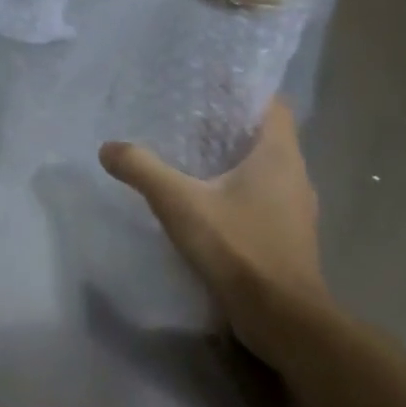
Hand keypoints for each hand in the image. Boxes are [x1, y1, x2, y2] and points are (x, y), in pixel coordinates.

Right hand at [99, 101, 326, 363]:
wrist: (283, 319)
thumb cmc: (239, 248)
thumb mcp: (180, 204)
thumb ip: (143, 170)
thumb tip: (109, 148)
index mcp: (279, 155)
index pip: (272, 105)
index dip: (245, 91)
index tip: (212, 87)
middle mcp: (296, 175)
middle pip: (266, 136)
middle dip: (230, 126)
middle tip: (189, 121)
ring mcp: (296, 210)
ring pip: (266, 170)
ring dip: (235, 162)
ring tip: (193, 159)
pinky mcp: (289, 237)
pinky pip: (265, 199)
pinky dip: (240, 192)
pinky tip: (207, 204)